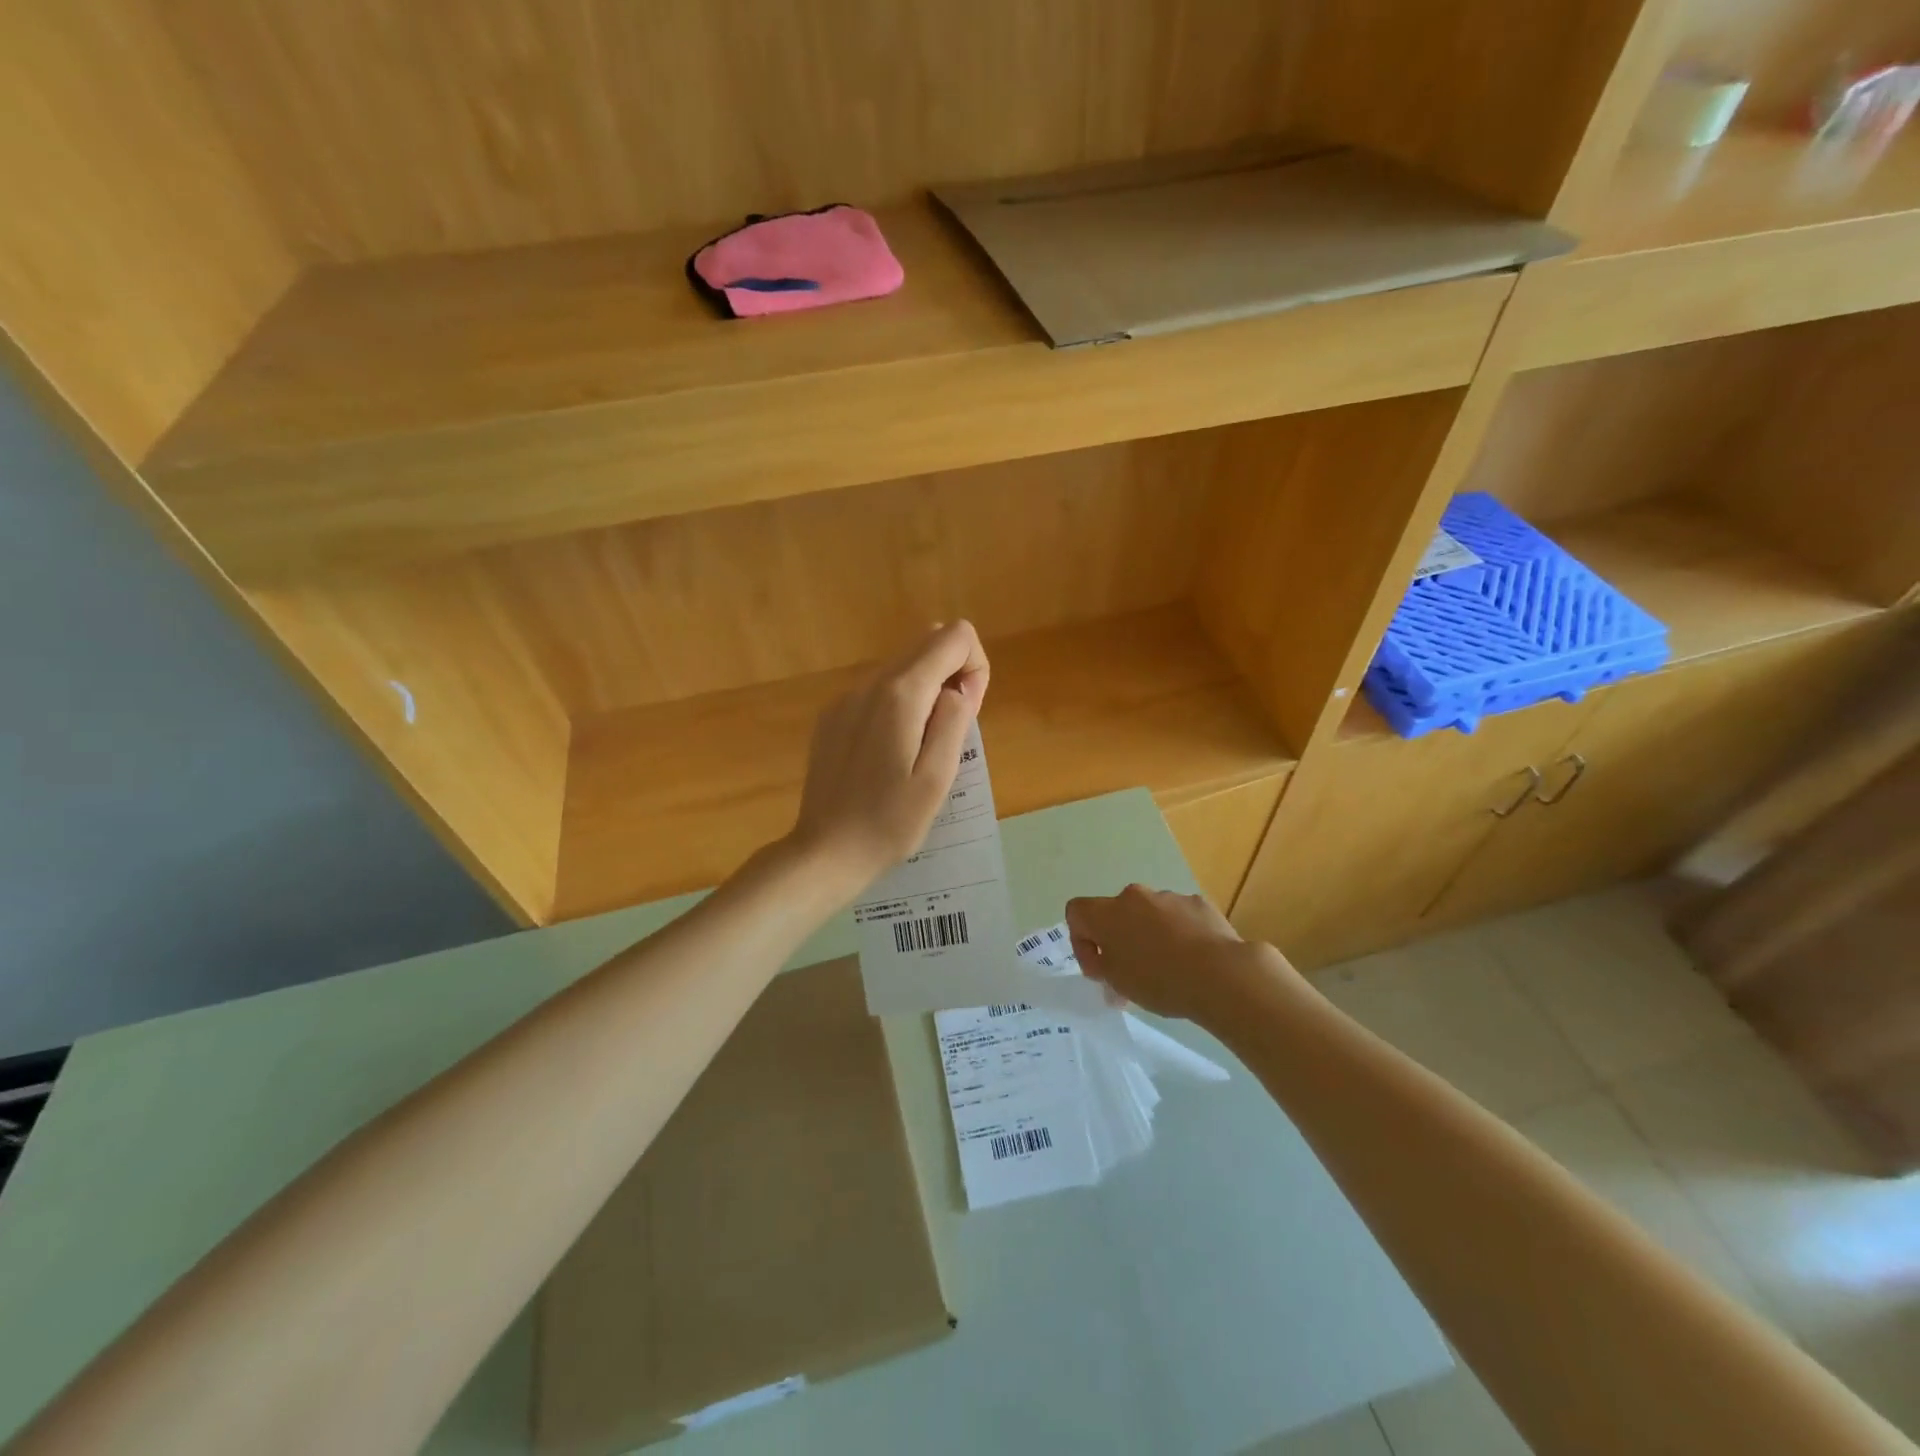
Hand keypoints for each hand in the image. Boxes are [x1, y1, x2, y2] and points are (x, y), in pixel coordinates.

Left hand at [789, 621, 989, 895]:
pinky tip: (890, 752)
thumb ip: (954, 720)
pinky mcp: (831, 716)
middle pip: (926, 642)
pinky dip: (898, 704)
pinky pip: (877, 690)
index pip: (953, 637)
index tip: (969, 710)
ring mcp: (845, 698)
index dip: (975, 665)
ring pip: (901, 665)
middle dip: (952, 673)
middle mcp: (870, 683)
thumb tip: (959, 686)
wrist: (825, 851)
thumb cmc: (889, 822)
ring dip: (925, 690)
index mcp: (900, 694)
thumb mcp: (937, 777)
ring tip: (921, 747)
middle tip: (950, 731)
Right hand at [1065, 884, 1283, 1024]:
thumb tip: (1105, 961)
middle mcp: (1134, 896)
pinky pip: (1179, 917)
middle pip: (1116, 913)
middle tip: (1131, 973)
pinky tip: (1193, 960)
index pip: (1076, 912)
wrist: (1220, 975)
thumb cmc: (1158, 980)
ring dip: (1150, 935)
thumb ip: (1102, 966)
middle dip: (1119, 939)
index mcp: (1107, 912)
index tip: (1099, 969)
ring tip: (1169, 969)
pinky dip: (1179, 934)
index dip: (1081, 940)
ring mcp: (1169, 897)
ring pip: (1149, 915)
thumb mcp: (1117, 982)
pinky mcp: (1198, 903)